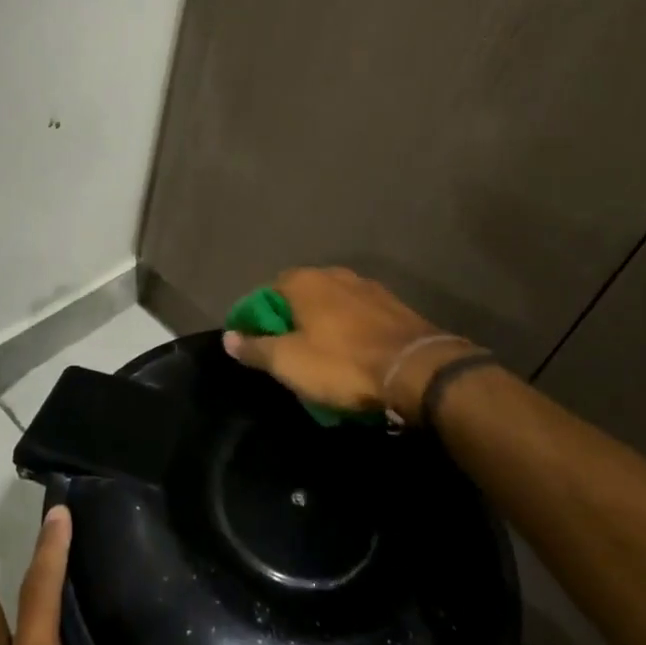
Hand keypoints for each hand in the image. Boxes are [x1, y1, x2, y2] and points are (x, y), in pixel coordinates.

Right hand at [222, 266, 469, 421]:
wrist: (417, 369)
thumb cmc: (342, 363)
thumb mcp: (289, 362)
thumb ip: (255, 348)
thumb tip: (229, 337)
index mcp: (304, 281)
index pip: (266, 292)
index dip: (256, 319)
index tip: (254, 345)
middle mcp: (335, 275)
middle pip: (300, 298)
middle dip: (291, 323)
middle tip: (286, 356)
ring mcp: (369, 288)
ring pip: (332, 307)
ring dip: (322, 328)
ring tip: (320, 359)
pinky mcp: (395, 307)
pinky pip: (359, 318)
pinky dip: (349, 333)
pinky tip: (352, 356)